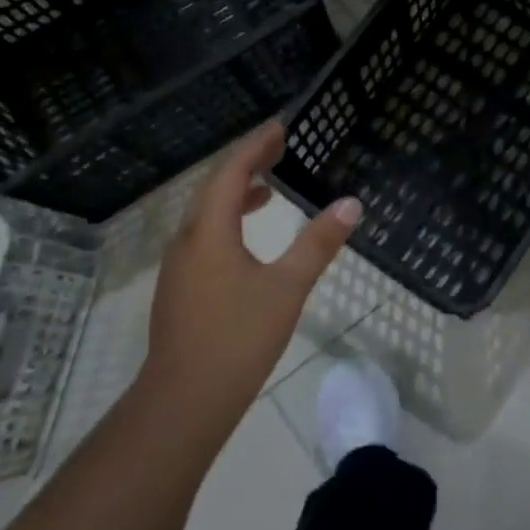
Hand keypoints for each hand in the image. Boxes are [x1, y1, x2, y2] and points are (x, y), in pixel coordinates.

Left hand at [142, 122, 359, 444]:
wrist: (185, 400)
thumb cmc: (238, 338)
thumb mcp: (287, 287)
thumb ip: (318, 243)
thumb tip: (350, 204)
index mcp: (209, 232)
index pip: (230, 173)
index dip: (254, 147)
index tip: (280, 128)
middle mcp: (187, 241)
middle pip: (213, 189)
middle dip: (245, 165)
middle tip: (277, 149)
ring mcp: (179, 267)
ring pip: (206, 216)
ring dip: (235, 195)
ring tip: (268, 190)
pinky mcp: (180, 289)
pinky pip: (204, 238)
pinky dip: (228, 223)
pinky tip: (248, 242)